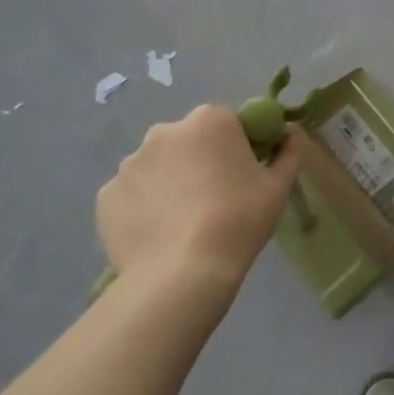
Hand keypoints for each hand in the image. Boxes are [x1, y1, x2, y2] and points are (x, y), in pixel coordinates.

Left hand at [97, 104, 302, 293]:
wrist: (181, 274)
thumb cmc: (239, 220)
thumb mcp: (279, 186)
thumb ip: (287, 152)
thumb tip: (287, 137)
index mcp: (210, 120)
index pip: (229, 122)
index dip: (240, 146)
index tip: (246, 174)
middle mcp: (165, 131)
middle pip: (189, 140)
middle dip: (201, 160)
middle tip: (216, 198)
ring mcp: (130, 163)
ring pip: (158, 166)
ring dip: (171, 182)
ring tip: (184, 221)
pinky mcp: (106, 196)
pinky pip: (133, 193)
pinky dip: (144, 206)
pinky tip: (159, 233)